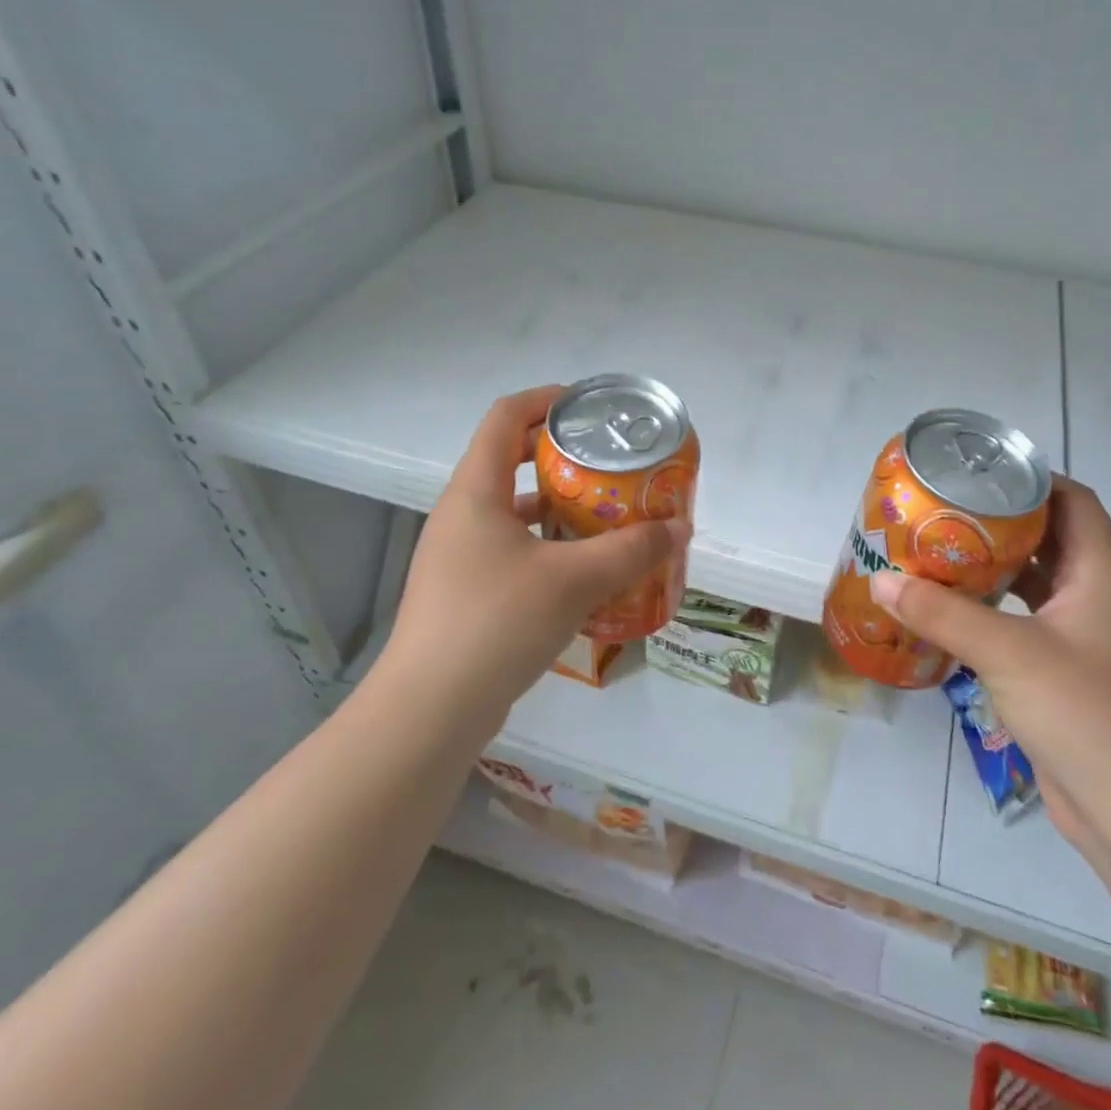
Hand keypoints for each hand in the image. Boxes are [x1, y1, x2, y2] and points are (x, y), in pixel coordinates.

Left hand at [362, 386, 690, 731]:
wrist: (430, 709)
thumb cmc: (497, 623)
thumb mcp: (573, 581)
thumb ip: (630, 551)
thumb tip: (680, 529)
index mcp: (475, 492)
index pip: (505, 417)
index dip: (547, 400)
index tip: (590, 407)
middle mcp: (462, 515)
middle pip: (510, 460)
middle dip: (562, 457)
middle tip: (610, 465)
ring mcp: (459, 555)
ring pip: (514, 511)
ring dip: (558, 507)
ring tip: (606, 515)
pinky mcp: (466, 592)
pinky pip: (512, 550)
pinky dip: (548, 547)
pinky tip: (583, 572)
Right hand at [866, 476, 1110, 858]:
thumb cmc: (1088, 716)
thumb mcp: (1009, 654)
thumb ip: (943, 613)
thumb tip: (881, 580)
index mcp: (1101, 578)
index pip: (1076, 504)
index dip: (1035, 479)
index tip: (980, 472)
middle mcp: (1097, 602)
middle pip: (1051, 541)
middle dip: (1000, 523)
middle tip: (943, 512)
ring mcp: (1085, 644)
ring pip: (1036, 587)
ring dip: (993, 570)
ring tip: (937, 556)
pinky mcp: (1067, 680)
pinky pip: (1025, 628)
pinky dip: (992, 615)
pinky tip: (951, 618)